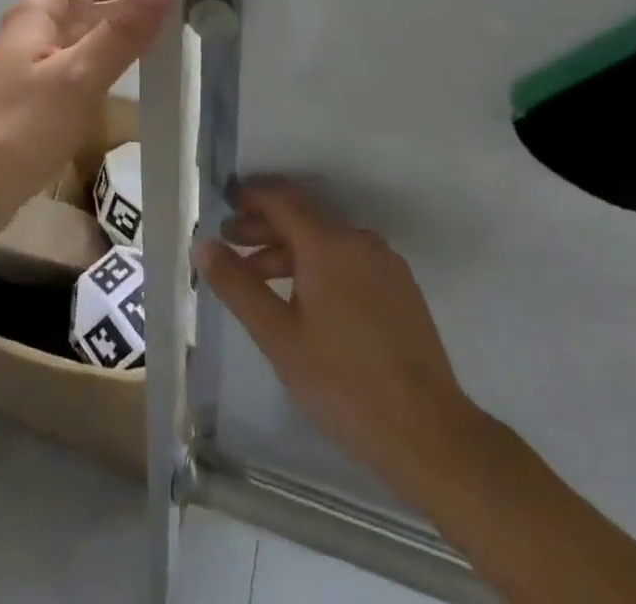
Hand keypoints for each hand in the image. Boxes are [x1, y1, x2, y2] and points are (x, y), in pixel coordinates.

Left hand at [0, 0, 174, 250]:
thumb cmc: (14, 127)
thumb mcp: (74, 77)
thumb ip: (121, 33)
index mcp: (40, 9)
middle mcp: (39, 28)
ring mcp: (41, 63)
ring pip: (87, 28)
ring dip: (124, 21)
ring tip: (180, 19)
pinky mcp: (44, 98)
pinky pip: (84, 63)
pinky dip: (112, 56)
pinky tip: (142, 66)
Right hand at [197, 180, 482, 487]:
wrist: (433, 437)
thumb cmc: (344, 383)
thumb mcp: (278, 336)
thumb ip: (237, 284)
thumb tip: (202, 244)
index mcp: (329, 244)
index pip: (281, 199)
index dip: (249, 198)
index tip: (223, 206)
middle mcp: (359, 241)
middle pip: (303, 217)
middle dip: (263, 226)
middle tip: (230, 243)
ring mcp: (386, 265)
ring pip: (326, 240)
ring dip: (289, 249)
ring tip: (260, 279)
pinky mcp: (401, 290)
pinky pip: (349, 260)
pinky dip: (318, 265)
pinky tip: (303, 299)